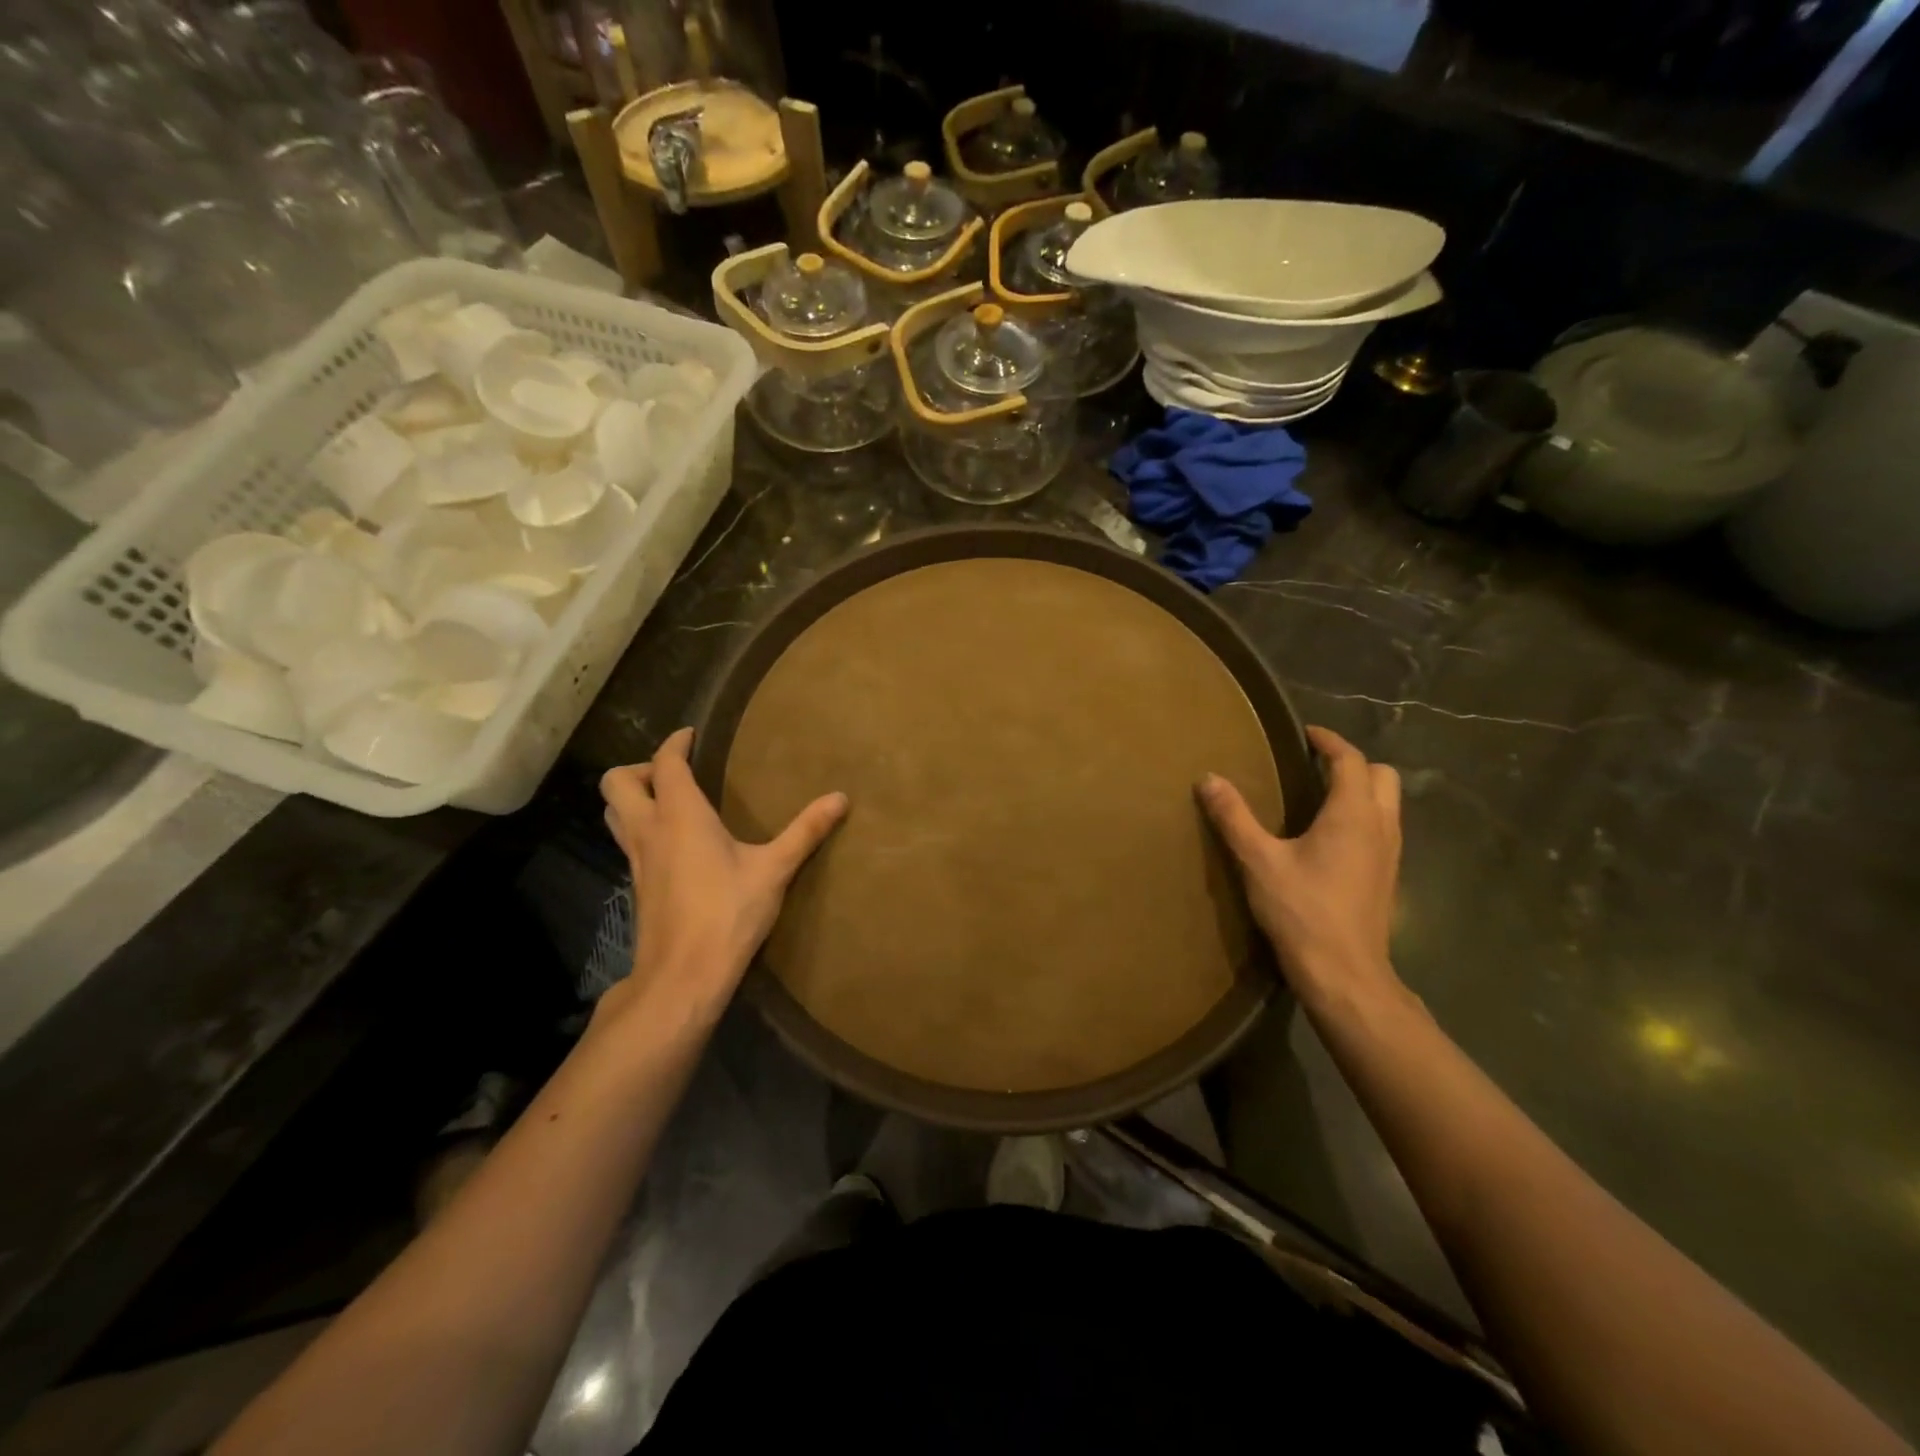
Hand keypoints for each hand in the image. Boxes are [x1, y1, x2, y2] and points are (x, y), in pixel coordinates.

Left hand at [600, 728, 846, 1008]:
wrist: (683, 976)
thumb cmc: (728, 914)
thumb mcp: (774, 869)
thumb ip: (806, 831)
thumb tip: (840, 797)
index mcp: (680, 815)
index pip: (665, 763)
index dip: (675, 743)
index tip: (691, 734)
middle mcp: (649, 830)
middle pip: (616, 783)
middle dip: (641, 768)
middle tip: (676, 773)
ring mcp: (637, 860)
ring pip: (614, 813)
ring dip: (632, 798)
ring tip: (668, 801)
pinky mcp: (638, 885)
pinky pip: (627, 841)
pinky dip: (640, 827)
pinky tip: (675, 844)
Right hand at [1199, 725, 1405, 1010]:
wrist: (1345, 974)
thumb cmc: (1302, 911)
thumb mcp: (1258, 861)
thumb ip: (1234, 817)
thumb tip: (1208, 778)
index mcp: (1352, 814)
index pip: (1350, 760)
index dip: (1329, 741)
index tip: (1305, 734)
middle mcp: (1380, 826)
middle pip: (1382, 776)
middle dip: (1352, 763)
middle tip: (1315, 765)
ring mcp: (1390, 854)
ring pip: (1388, 803)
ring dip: (1361, 789)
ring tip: (1319, 795)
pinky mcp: (1387, 877)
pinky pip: (1383, 828)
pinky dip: (1363, 816)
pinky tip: (1330, 837)